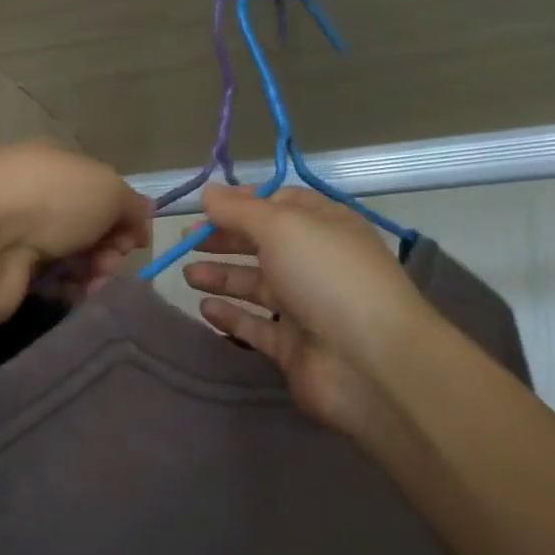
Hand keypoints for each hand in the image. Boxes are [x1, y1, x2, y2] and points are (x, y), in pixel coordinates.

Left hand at [0, 141, 150, 338]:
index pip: (100, 189)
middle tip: (110, 259)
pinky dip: (70, 289)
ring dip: (94, 270)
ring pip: (75, 257)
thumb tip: (140, 220)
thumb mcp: (108, 187)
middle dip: (110, 246)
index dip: (123, 214)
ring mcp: (20, 234)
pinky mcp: (11, 272)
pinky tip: (73, 292)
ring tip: (93, 279)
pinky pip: (54, 283)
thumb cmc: (50, 199)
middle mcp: (36, 195)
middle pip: (90, 226)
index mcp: (55, 163)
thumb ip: (131, 204)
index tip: (135, 237)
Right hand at [182, 187, 433, 445]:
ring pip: (258, 286)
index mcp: (327, 226)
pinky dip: (231, 316)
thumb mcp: (282, 227)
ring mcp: (307, 307)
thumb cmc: (327, 277)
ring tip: (187, 275)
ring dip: (223, 277)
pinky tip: (204, 308)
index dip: (244, 202)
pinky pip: (256, 326)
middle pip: (265, 245)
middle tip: (186, 242)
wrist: (368, 361)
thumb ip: (240, 210)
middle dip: (226, 240)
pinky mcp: (293, 347)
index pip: (282, 204)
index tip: (206, 206)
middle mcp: (318, 263)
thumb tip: (208, 192)